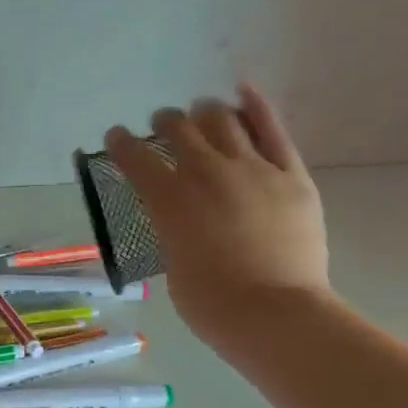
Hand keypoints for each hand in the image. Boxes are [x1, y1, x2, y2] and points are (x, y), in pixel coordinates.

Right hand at [105, 86, 331, 363]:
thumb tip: (182, 222)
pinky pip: (272, 130)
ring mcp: (252, 169)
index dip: (121, 144)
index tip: (117, 137)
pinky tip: (243, 92)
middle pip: (179, 128)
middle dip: (165, 122)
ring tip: (202, 115)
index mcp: (169, 201)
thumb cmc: (212, 305)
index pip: (136, 158)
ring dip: (205, 113)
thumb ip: (173, 232)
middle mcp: (206, 173)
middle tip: (163, 125)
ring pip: (222, 120)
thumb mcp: (174, 266)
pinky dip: (255, 106)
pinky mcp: (291, 175)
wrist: (276, 314)